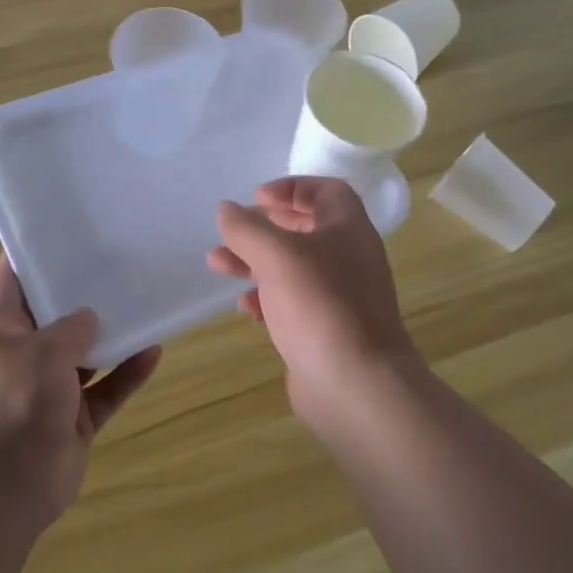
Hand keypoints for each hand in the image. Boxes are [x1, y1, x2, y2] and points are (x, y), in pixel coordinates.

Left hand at [0, 256, 159, 538]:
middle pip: (56, 315)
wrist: (5, 491)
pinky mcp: (75, 418)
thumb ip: (71, 328)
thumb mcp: (42, 353)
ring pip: (87, 353)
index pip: (11, 280)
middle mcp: (25, 355)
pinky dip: (127, 373)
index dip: (28, 252)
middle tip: (116, 262)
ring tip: (143, 302)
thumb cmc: (14, 405)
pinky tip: (154, 351)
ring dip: (112, 335)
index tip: (58, 228)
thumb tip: (89, 317)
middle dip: (82, 293)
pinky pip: (107, 388)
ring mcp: (51, 389)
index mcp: (2, 332)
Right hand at [208, 177, 418, 422]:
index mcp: (348, 228)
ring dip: (256, 262)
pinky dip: (268, 299)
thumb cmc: (319, 305)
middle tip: (232, 231)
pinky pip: (294, 303)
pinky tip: (244, 308)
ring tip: (217, 265)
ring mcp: (341, 296)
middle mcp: (349, 257)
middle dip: (264, 227)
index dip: (291, 187)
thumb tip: (227, 209)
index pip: (326, 191)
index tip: (256, 198)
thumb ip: (247, 228)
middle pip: (305, 228)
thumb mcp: (276, 255)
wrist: (356, 385)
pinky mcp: (328, 330)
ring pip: (294, 267)